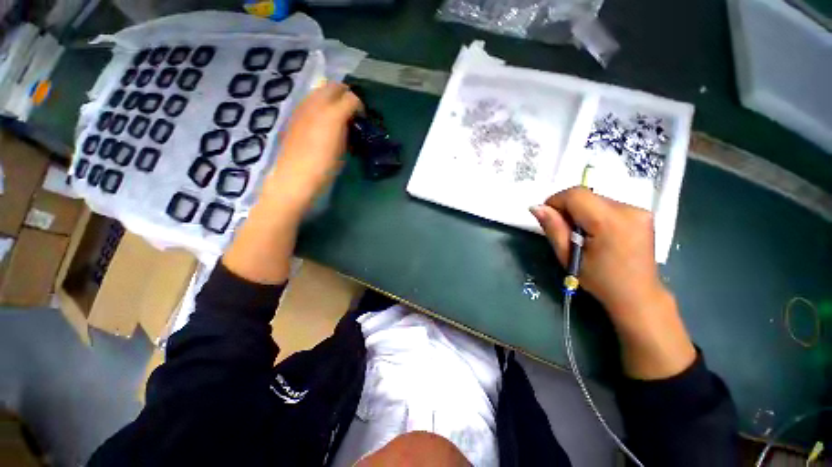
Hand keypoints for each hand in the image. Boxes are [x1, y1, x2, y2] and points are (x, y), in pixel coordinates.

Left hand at [263, 83, 362, 212]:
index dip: (359, 105)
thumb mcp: (343, 149)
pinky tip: (321, 121)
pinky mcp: (294, 116)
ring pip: (319, 91)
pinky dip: (319, 105)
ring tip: (337, 115)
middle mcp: (316, 105)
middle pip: (333, 86)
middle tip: (351, 110)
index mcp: (333, 115)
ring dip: (331, 98)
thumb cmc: (325, 167)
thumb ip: (347, 129)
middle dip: (345, 95)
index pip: (351, 98)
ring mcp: (302, 108)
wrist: (296, 177)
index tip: (362, 117)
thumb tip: (349, 121)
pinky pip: (309, 101)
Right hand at [531, 188, 695, 379]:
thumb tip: (535, 207)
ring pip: (596, 200)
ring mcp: (641, 213)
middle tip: (560, 232)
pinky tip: (593, 236)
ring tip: (577, 237)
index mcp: (611, 222)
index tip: (545, 216)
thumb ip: (553, 229)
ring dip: (579, 214)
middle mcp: (630, 210)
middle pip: (586, 195)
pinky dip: (592, 216)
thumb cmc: (602, 286)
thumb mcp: (570, 259)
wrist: (641, 305)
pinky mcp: (643, 218)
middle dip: (566, 209)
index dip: (555, 201)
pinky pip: (607, 207)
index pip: (575, 195)